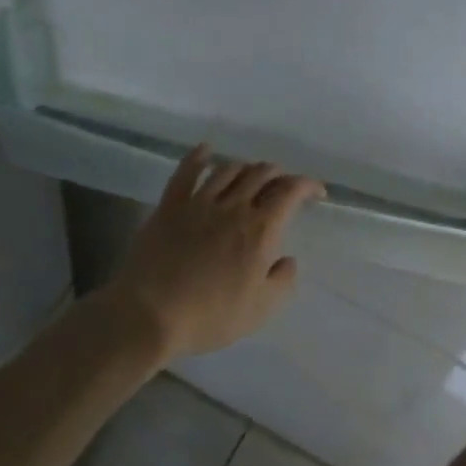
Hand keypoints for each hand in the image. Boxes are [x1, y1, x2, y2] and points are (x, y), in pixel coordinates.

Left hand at [105, 146, 324, 361]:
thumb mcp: (261, 309)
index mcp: (260, 229)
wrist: (149, 315)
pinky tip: (206, 150)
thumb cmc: (211, 316)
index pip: (291, 192)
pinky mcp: (170, 206)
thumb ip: (283, 281)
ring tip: (252, 176)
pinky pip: (186, 172)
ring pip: (229, 169)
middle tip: (283, 188)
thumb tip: (287, 259)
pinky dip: (199, 157)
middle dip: (279, 175)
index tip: (316, 192)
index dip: (308, 185)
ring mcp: (199, 202)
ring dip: (247, 168)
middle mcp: (234, 206)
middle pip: (262, 174)